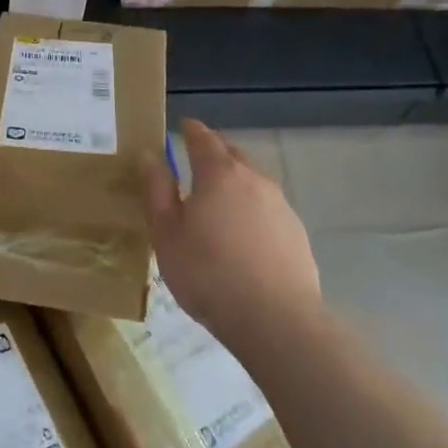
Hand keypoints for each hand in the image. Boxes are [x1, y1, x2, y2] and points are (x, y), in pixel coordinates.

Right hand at [144, 120, 320, 355]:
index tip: (183, 126)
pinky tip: (244, 234)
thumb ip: (157, 191)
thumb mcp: (167, 234)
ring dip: (234, 182)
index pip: (204, 138)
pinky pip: (267, 208)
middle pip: (232, 155)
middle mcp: (254, 179)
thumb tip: (150, 156)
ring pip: (253, 181)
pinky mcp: (296, 232)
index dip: (191, 130)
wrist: (277, 320)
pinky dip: (252, 209)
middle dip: (214, 152)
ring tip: (218, 202)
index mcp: (219, 174)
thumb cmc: (209, 274)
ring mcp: (280, 205)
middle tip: (195, 161)